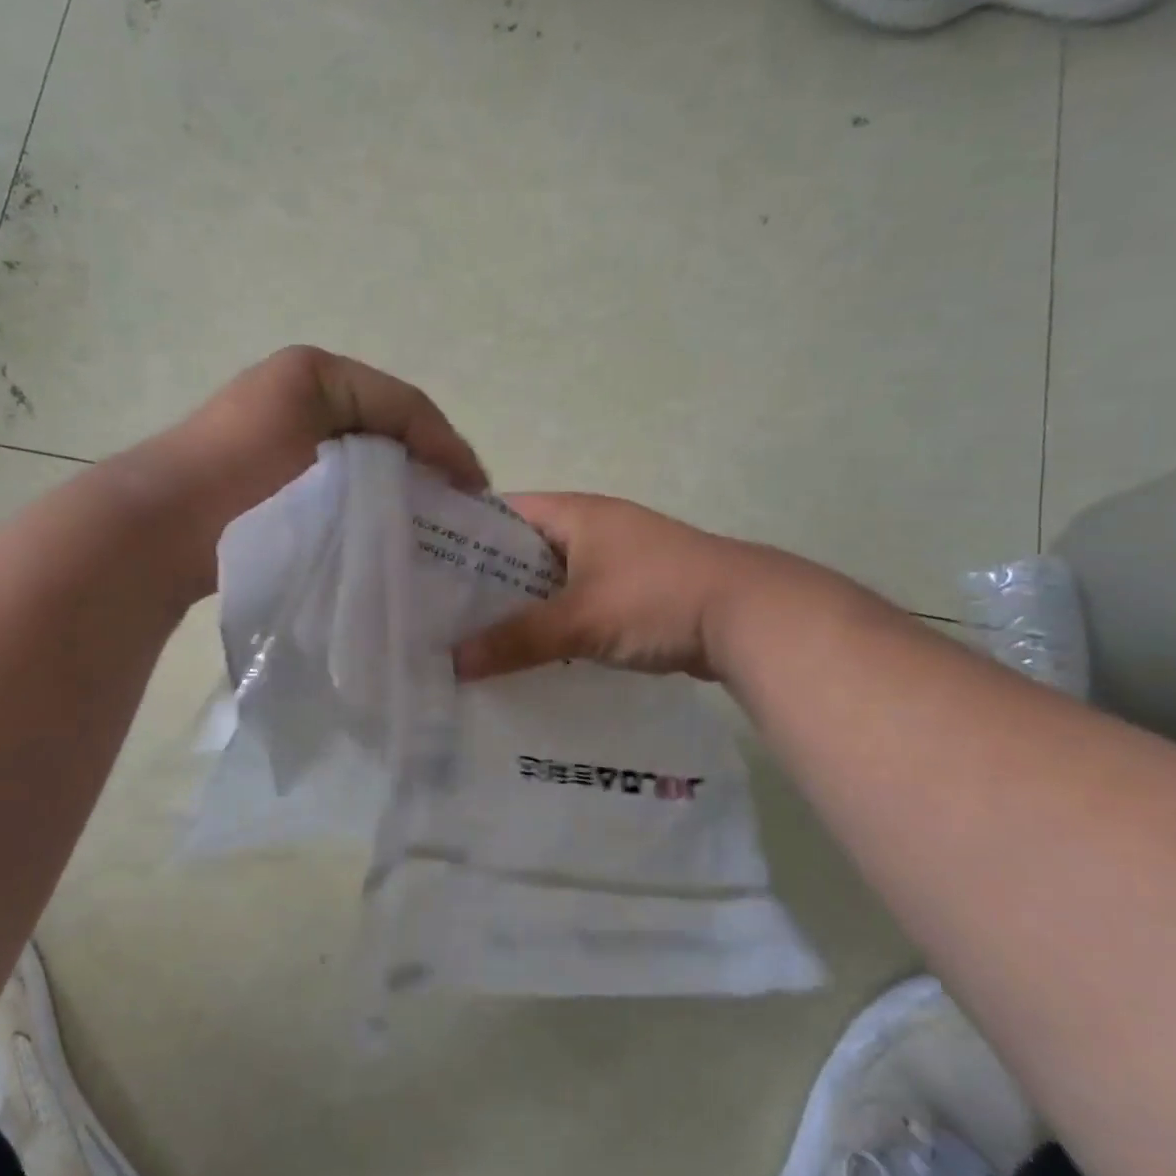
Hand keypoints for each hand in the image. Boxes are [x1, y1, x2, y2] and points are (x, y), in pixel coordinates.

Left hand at [140, 346, 486, 599]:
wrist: (159, 527)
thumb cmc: (245, 477)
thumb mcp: (326, 443)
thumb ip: (391, 445)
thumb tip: (433, 479)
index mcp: (319, 374)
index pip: (407, 405)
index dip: (449, 446)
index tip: (477, 494)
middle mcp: (302, 393)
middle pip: (387, 429)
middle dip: (425, 468)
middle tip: (456, 514)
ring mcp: (284, 434)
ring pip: (363, 458)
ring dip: (395, 488)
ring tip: (423, 528)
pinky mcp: (271, 473)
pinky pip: (335, 479)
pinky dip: (362, 501)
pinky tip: (378, 533)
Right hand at [452, 493, 752, 681]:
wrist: (751, 617)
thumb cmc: (656, 598)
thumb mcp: (580, 619)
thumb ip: (516, 640)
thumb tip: (454, 664)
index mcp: (575, 513)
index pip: (500, 512)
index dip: (462, 535)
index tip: (424, 566)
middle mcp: (592, 527)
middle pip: (522, 550)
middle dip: (485, 580)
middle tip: (439, 612)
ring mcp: (615, 560)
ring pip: (550, 580)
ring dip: (520, 606)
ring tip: (471, 637)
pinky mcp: (632, 592)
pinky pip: (576, 603)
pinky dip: (553, 623)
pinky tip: (527, 652)